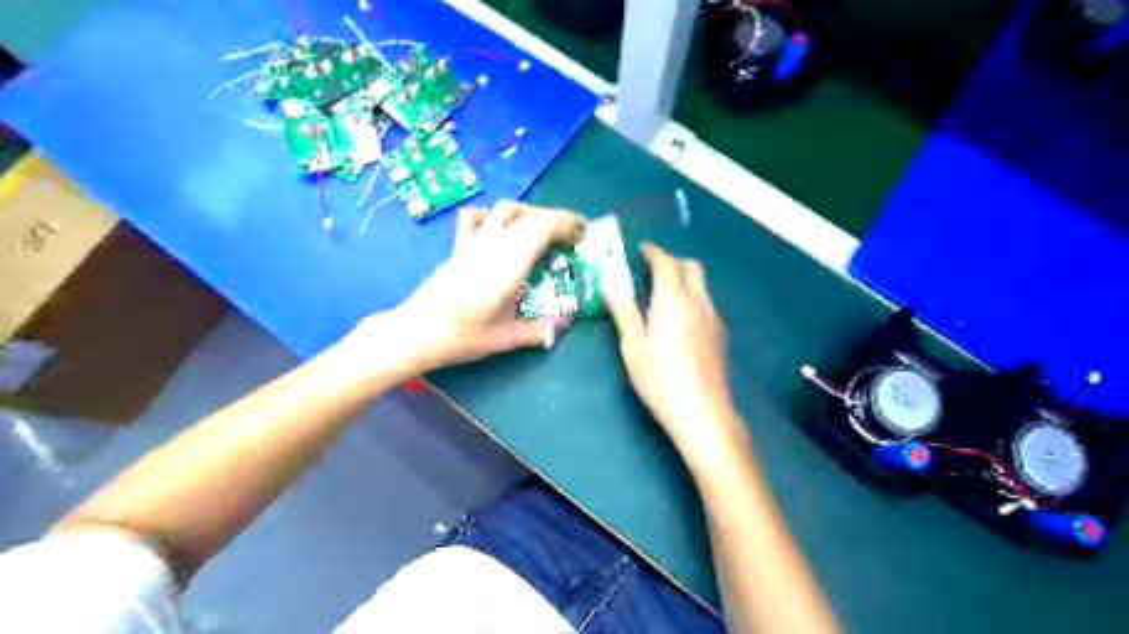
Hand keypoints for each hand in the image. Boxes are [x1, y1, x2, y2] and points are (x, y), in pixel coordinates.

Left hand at [346, 201, 581, 375]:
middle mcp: (493, 244)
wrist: (417, 331)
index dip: (566, 224)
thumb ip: (538, 331)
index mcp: (510, 262)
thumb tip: (561, 328)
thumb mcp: (506, 337)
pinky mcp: (458, 247)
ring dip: (529, 213)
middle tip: (572, 235)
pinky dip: (493, 215)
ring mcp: (473, 242)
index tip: (582, 234)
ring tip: (543, 230)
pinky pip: (476, 218)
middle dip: (556, 219)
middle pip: (529, 216)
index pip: (542, 227)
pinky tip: (500, 229)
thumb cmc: (463, 334)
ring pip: (505, 210)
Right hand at [604, 246, 746, 471]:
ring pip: (701, 283)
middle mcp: (698, 301)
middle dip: (671, 260)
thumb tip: (609, 282)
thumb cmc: (661, 379)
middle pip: (691, 266)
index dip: (653, 252)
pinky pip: (706, 300)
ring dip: (683, 276)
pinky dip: (692, 295)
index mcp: (673, 300)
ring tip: (662, 291)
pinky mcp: (721, 333)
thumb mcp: (633, 346)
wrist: (703, 412)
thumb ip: (623, 310)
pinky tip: (680, 317)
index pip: (666, 262)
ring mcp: (714, 317)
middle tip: (649, 269)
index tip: (639, 250)